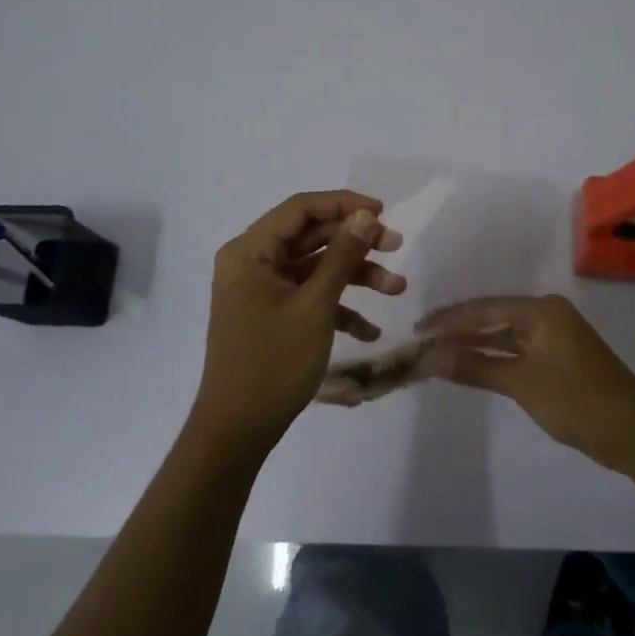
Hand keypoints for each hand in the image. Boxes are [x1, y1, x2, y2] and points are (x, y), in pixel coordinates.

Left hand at [193, 191, 406, 459]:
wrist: (237, 431)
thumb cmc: (273, 362)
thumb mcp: (315, 306)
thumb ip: (342, 256)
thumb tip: (365, 215)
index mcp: (250, 251)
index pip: (301, 209)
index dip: (344, 204)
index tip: (384, 212)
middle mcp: (252, 262)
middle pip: (311, 236)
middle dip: (356, 243)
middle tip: (397, 247)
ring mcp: (262, 290)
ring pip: (315, 267)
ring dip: (356, 276)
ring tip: (397, 289)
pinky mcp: (271, 314)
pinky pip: (309, 297)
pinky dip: (339, 307)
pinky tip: (370, 331)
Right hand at [417, 296, 634, 470]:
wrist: (634, 432)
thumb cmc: (577, 400)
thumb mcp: (522, 383)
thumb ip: (475, 367)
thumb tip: (429, 358)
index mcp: (541, 310)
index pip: (483, 309)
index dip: (448, 320)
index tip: (417, 330)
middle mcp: (547, 315)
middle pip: (493, 318)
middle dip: (458, 331)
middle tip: (421, 342)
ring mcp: (555, 337)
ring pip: (504, 336)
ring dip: (474, 346)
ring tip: (438, 354)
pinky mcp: (559, 359)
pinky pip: (517, 351)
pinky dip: (494, 359)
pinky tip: (472, 367)